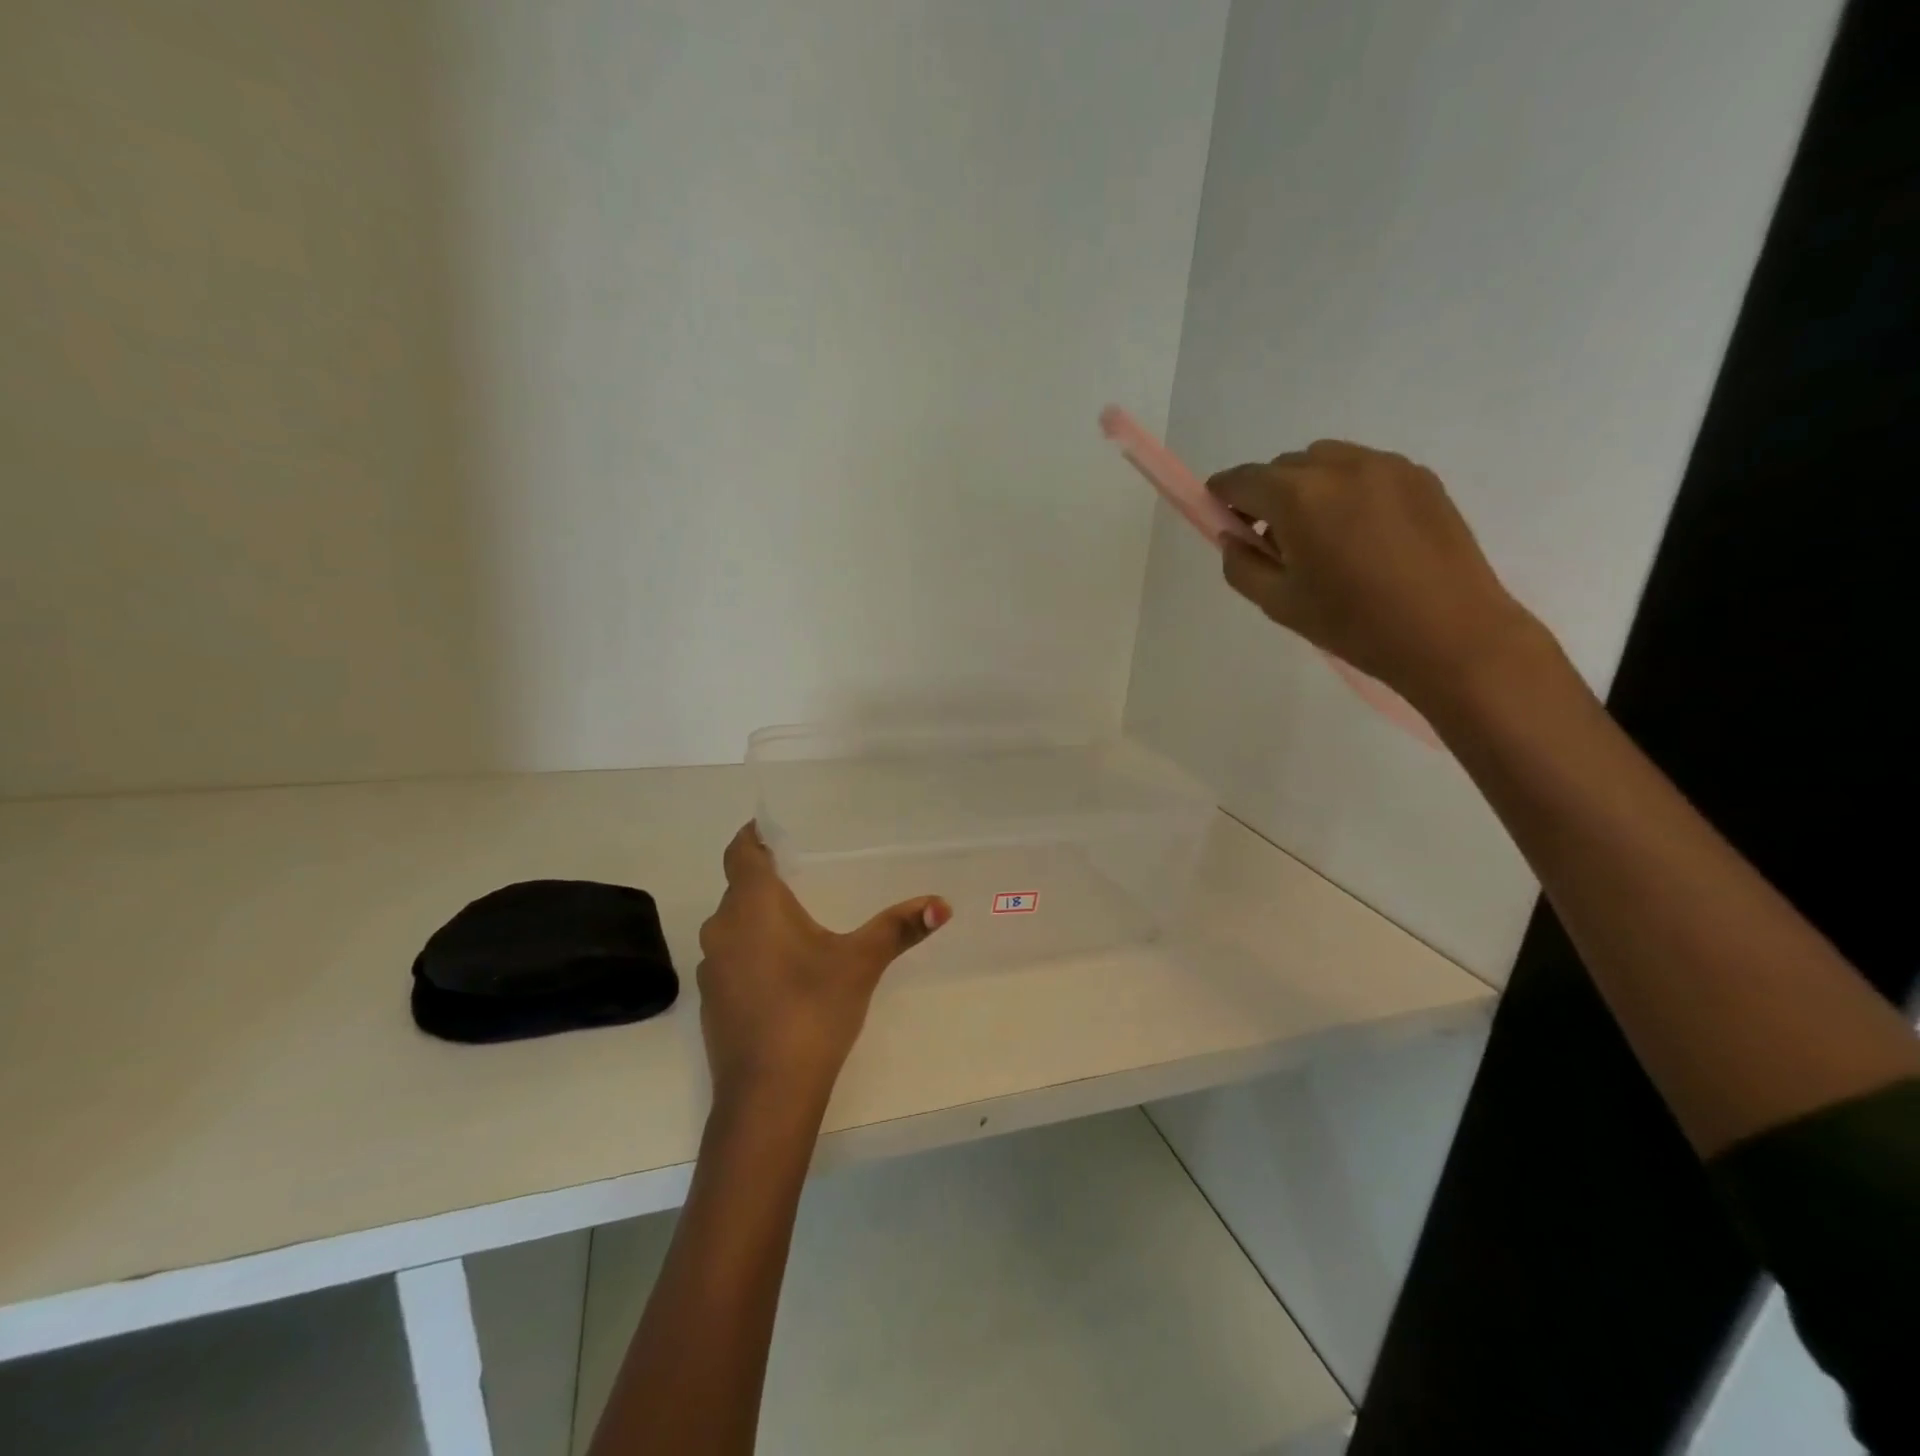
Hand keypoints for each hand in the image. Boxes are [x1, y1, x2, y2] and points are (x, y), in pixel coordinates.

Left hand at [696, 822, 949, 1109]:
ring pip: (734, 925)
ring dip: (759, 917)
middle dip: (767, 878)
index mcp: (753, 905)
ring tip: (799, 919)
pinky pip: (732, 957)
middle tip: (806, 873)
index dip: (754, 835)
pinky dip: (753, 951)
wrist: (766, 1096)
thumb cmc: (812, 1010)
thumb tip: (942, 903)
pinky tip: (784, 972)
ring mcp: (711, 968)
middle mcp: (722, 928)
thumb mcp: (861, 963)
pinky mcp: (713, 1001)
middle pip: (739, 888)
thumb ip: (899, 928)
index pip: (740, 851)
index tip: (777, 829)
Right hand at [1207, 440, 1546, 710]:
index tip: (1221, 519)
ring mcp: (1386, 466)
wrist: (1450, 634)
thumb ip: (1241, 565)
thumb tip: (1233, 538)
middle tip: (1274, 542)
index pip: (1242, 480)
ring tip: (1321, 536)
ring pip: (1324, 461)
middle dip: (1266, 496)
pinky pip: (1363, 469)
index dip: (1222, 497)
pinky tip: (1360, 534)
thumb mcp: (1278, 603)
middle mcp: (1340, 467)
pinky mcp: (1420, 476)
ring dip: (1306, 488)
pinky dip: (1345, 490)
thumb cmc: (1354, 624)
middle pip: (1282, 467)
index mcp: (1299, 497)